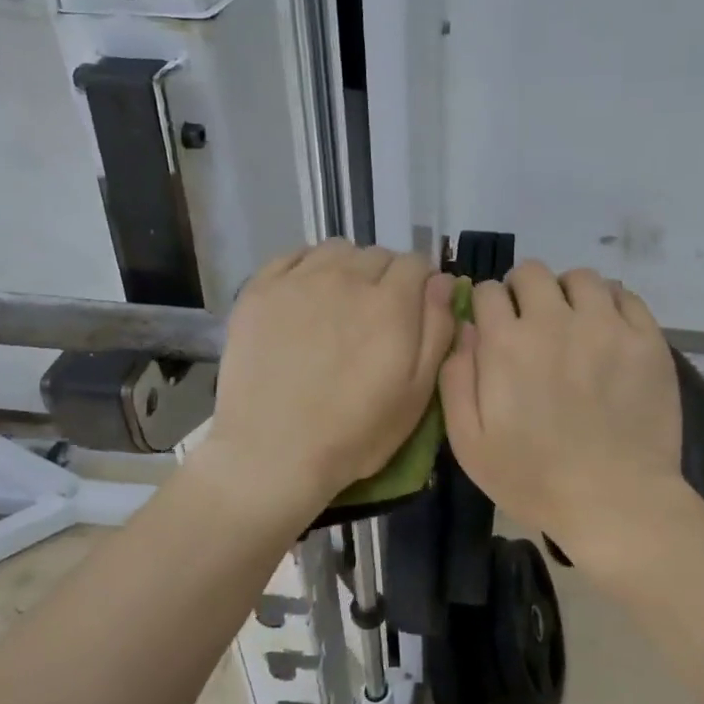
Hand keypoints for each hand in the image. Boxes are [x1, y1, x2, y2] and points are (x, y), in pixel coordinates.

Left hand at [200, 241, 456, 518]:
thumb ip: (437, 329)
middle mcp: (347, 278)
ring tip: (340, 303)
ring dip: (349, 269)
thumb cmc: (355, 433)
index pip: (417, 263)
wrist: (271, 452)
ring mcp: (299, 280)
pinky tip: (307, 297)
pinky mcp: (260, 290)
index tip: (414, 311)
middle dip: (386, 278)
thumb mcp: (417, 393)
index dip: (421, 285)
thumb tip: (443, 281)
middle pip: (378, 255)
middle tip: (376, 317)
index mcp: (391, 303)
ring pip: (337, 250)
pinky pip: (294, 255)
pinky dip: (308, 267)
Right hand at [439, 261, 684, 548]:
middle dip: (523, 291)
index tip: (494, 325)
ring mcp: (606, 326)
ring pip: (581, 278)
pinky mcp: (646, 339)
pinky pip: (626, 296)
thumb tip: (465, 329)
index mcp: (507, 344)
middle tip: (531, 323)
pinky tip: (607, 330)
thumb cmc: (534, 479)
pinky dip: (610, 304)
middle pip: (533, 273)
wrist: (615, 501)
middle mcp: (555, 321)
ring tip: (573, 322)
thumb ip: (456, 379)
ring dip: (568, 293)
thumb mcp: (469, 442)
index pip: (488, 291)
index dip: (487, 305)